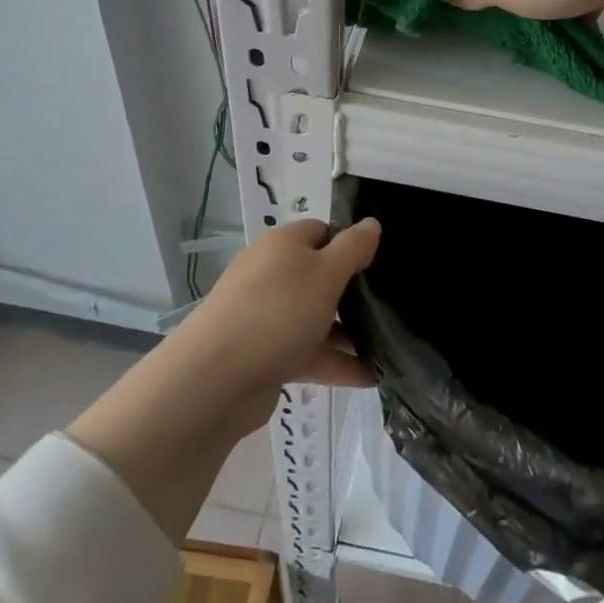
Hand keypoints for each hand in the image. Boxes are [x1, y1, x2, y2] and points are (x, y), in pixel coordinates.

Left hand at [179, 217, 381, 432]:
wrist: (216, 379)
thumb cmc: (279, 311)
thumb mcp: (326, 272)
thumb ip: (353, 248)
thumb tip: (371, 223)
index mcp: (283, 245)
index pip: (322, 232)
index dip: (350, 243)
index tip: (378, 264)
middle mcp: (271, 275)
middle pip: (319, 276)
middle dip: (352, 293)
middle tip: (388, 306)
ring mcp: (265, 316)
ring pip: (315, 317)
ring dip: (348, 332)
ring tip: (387, 347)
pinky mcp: (264, 355)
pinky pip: (307, 352)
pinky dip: (335, 362)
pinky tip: (369, 377)